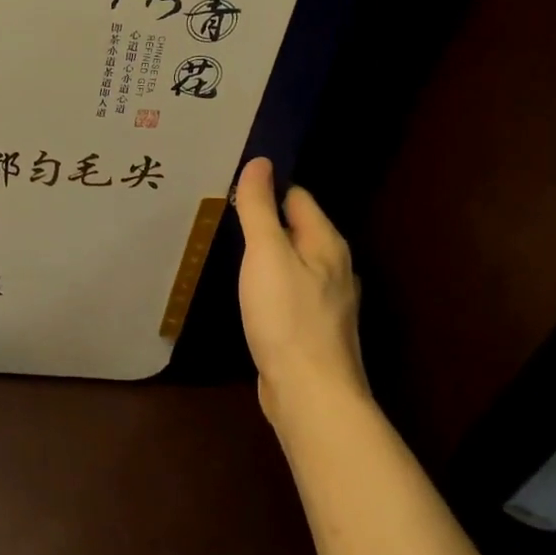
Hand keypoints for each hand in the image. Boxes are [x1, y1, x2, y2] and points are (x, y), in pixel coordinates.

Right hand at [233, 157, 372, 428]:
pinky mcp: (311, 329)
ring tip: (229, 247)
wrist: (310, 392)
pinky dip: (268, 284)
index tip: (231, 184)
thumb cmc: (287, 317)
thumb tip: (260, 162)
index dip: (267, 187)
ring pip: (292, 263)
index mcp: (326, 243)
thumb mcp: (266, 255)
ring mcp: (325, 301)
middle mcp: (333, 268)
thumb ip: (259, 209)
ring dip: (266, 254)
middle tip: (222, 212)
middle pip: (296, 230)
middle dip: (265, 219)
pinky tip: (248, 292)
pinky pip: (288, 292)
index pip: (297, 197)